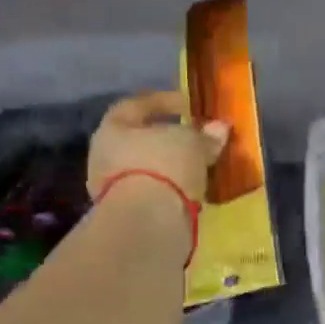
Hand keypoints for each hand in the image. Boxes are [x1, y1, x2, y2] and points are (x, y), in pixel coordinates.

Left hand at [87, 91, 228, 207]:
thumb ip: (205, 135)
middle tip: (195, 140)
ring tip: (198, 169)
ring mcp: (112, 189)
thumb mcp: (192, 143)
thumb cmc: (164, 166)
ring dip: (170, 169)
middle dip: (167, 139)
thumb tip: (219, 128)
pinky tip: (191, 192)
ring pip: (146, 170)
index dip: (164, 101)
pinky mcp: (127, 215)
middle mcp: (105, 156)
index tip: (189, 104)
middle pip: (139, 141)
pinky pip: (152, 194)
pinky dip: (171, 191)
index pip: (136, 106)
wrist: (148, 222)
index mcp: (112, 128)